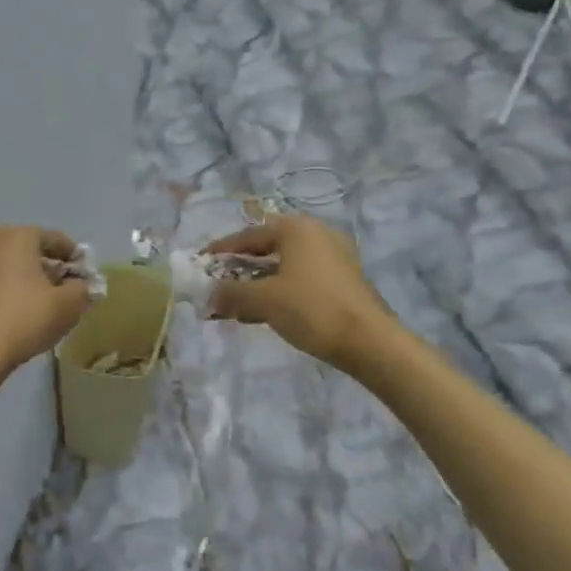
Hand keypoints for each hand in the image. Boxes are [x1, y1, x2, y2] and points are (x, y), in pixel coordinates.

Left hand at [0, 226, 92, 372]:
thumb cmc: (25, 318)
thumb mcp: (68, 305)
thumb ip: (81, 289)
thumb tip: (79, 285)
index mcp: (18, 236)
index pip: (55, 239)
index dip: (74, 256)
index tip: (84, 275)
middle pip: (27, 248)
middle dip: (46, 265)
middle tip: (61, 288)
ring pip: (4, 264)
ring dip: (21, 277)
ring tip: (36, 301)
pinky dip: (2, 289)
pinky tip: (12, 310)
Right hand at [205, 215, 391, 369]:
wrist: (369, 342)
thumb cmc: (311, 309)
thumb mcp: (263, 300)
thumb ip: (231, 293)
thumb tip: (208, 295)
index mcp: (296, 228)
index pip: (248, 235)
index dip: (221, 251)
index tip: (200, 264)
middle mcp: (316, 234)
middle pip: (267, 248)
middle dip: (240, 269)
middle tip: (218, 285)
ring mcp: (333, 256)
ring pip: (284, 265)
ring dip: (258, 283)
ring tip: (237, 304)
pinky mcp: (343, 279)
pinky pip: (300, 278)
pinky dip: (279, 290)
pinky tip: (265, 312)